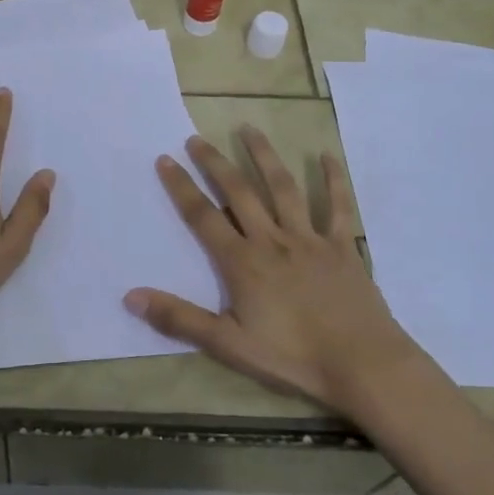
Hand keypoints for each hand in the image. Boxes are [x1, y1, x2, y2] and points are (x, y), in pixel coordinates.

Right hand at [125, 129, 415, 410]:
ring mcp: (310, 239)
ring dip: (264, 156)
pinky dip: (333, 180)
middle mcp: (272, 240)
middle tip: (196, 138)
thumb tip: (130, 297)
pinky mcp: (342, 246)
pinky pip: (338, 206)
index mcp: (242, 262)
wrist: (363, 365)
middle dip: (215, 163)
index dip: (181, 187)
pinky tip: (326, 156)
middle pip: (239, 192)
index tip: (165, 159)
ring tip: (248, 129)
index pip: (203, 216)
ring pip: (283, 188)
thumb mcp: (228, 343)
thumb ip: (179, 318)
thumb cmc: (293, 356)